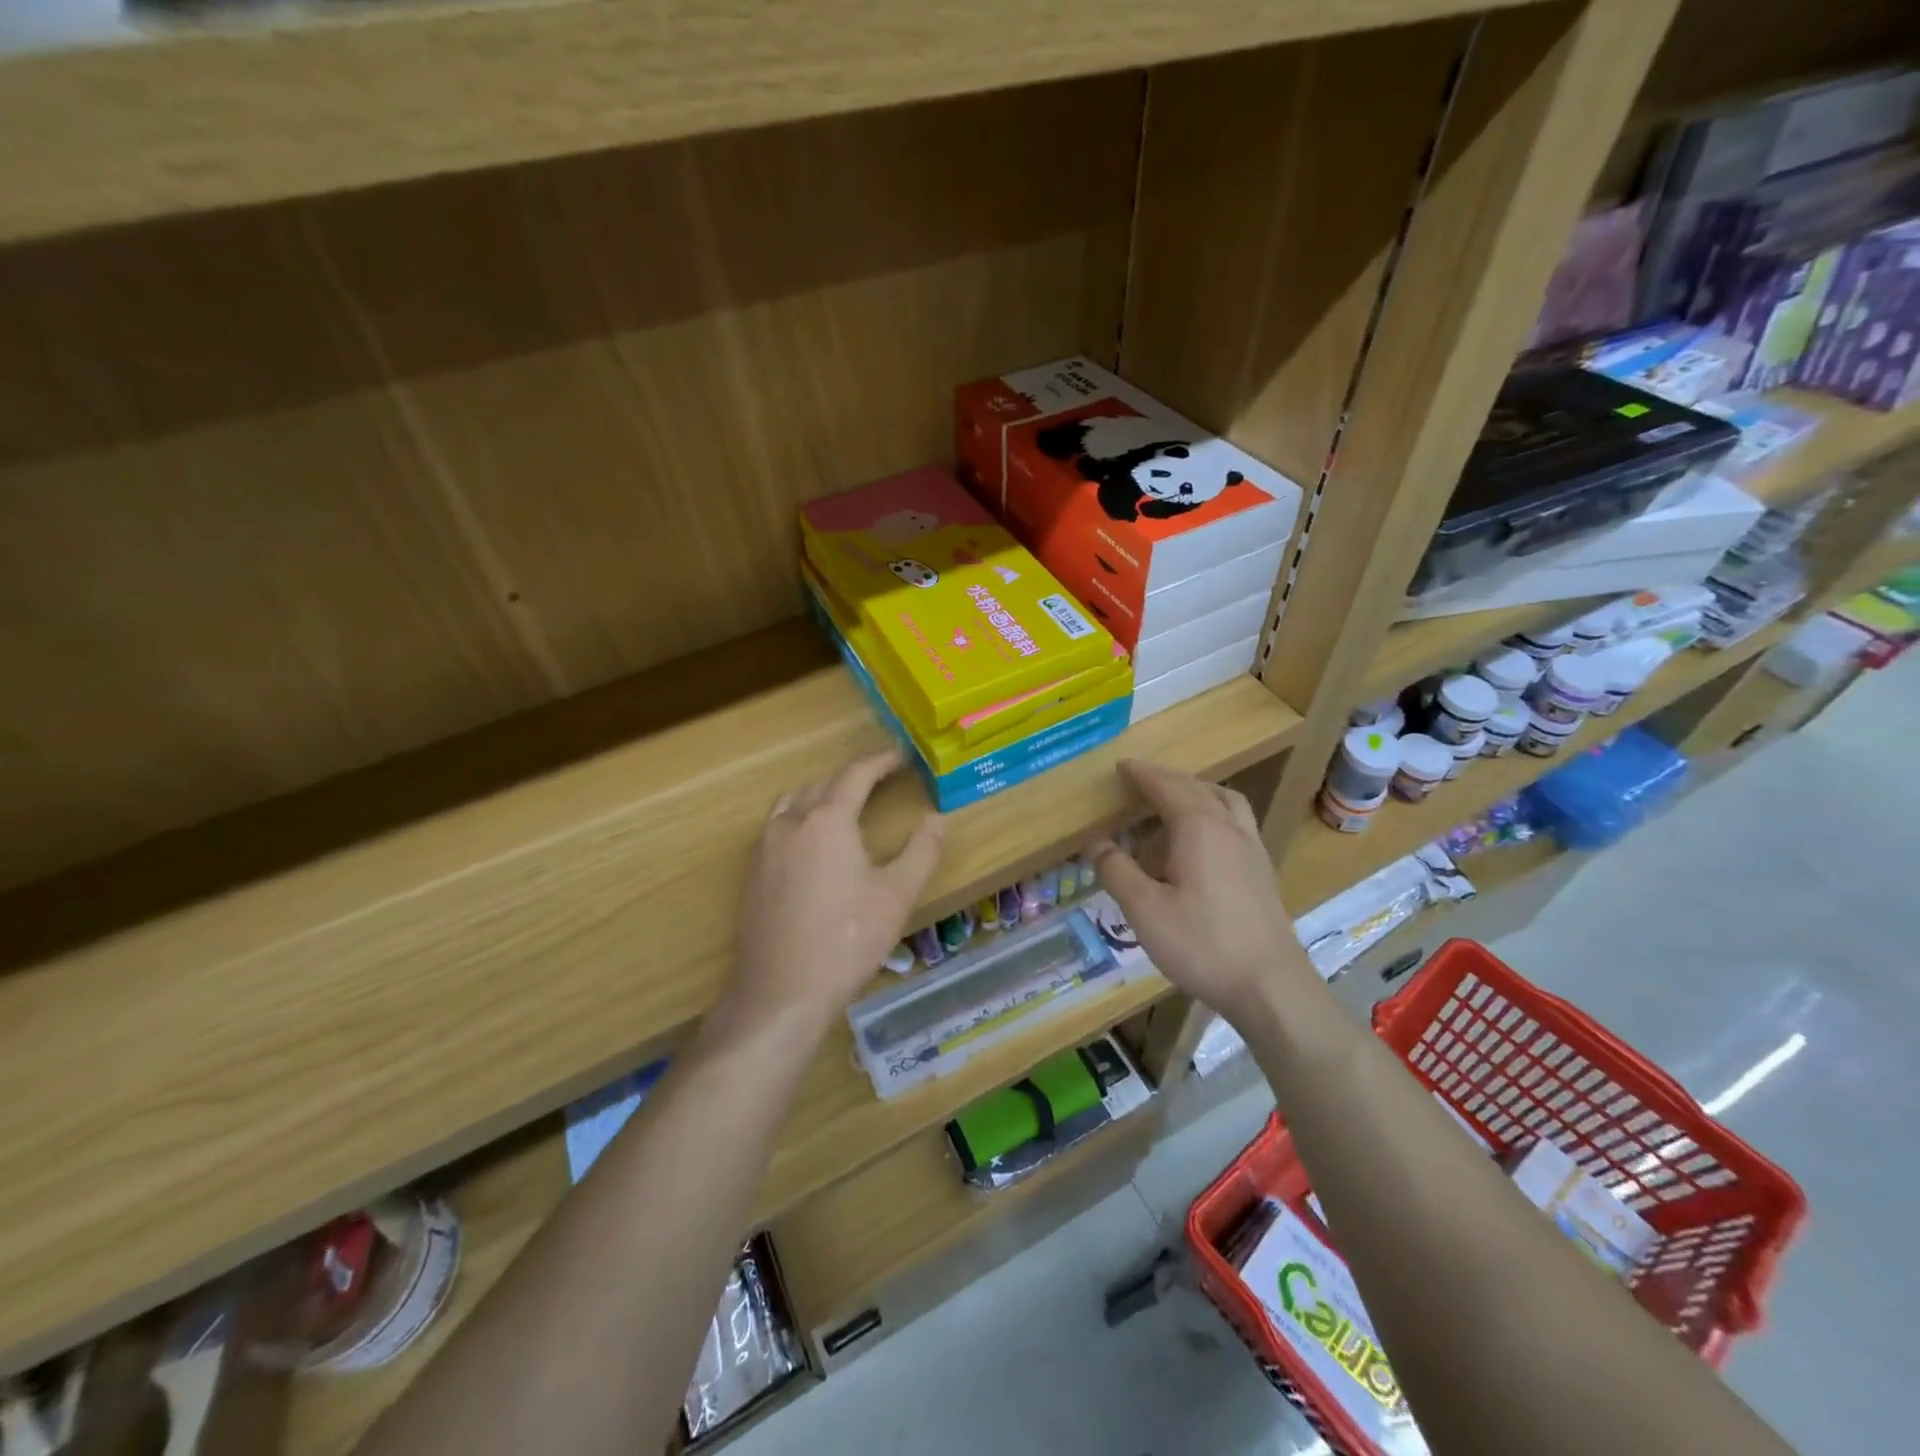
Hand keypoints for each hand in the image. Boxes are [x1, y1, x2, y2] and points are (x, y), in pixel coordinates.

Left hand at [727, 750, 943, 1031]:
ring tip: (846, 800)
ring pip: (793, 800)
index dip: (879, 762)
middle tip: (881, 777)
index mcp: (827, 821)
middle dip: (852, 775)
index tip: (901, 757)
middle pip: (822, 782)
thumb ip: (921, 852)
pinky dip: (800, 813)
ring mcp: (764, 847)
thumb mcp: (896, 896)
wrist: (780, 994)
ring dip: (822, 790)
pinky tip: (813, 839)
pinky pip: (777, 823)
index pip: (855, 775)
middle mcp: (790, 823)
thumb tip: (937, 819)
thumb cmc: (845, 941)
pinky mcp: (751, 872)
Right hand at [1092, 760, 1306, 1024]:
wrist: (1271, 986)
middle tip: (1140, 783)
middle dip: (1167, 780)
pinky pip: (1236, 822)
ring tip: (1173, 805)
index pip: (1167, 786)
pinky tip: (1201, 842)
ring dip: (1196, 793)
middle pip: (1197, 788)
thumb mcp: (1145, 910)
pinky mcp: (1262, 871)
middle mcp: (1229, 828)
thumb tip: (1095, 844)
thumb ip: (1117, 871)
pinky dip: (1214, 814)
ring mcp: (1251, 848)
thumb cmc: (1202, 944)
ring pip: (1224, 801)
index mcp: (1199, 828)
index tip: (1122, 766)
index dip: (1143, 774)